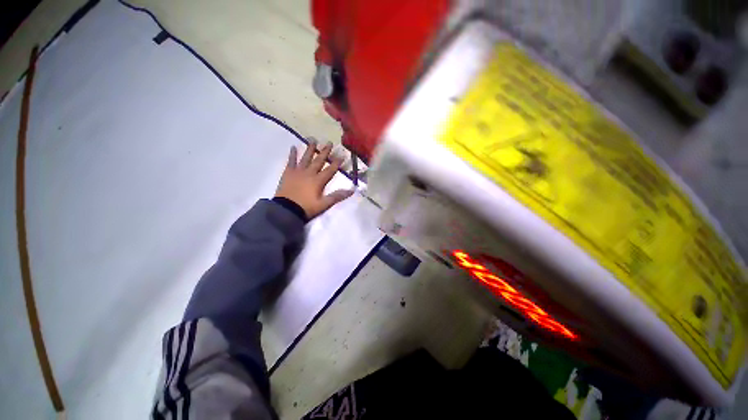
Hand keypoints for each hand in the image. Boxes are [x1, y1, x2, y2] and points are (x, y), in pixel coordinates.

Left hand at [275, 141, 353, 218]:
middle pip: (319, 160)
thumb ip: (337, 196)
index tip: (342, 154)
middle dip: (325, 151)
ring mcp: (298, 172)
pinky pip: (291, 161)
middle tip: (329, 142)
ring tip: (313, 139)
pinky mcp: (288, 173)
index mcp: (318, 181)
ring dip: (310, 149)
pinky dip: (292, 154)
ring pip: (305, 158)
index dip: (337, 162)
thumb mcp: (324, 204)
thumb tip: (352, 190)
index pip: (330, 170)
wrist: (286, 210)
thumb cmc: (306, 208)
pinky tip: (293, 147)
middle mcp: (309, 173)